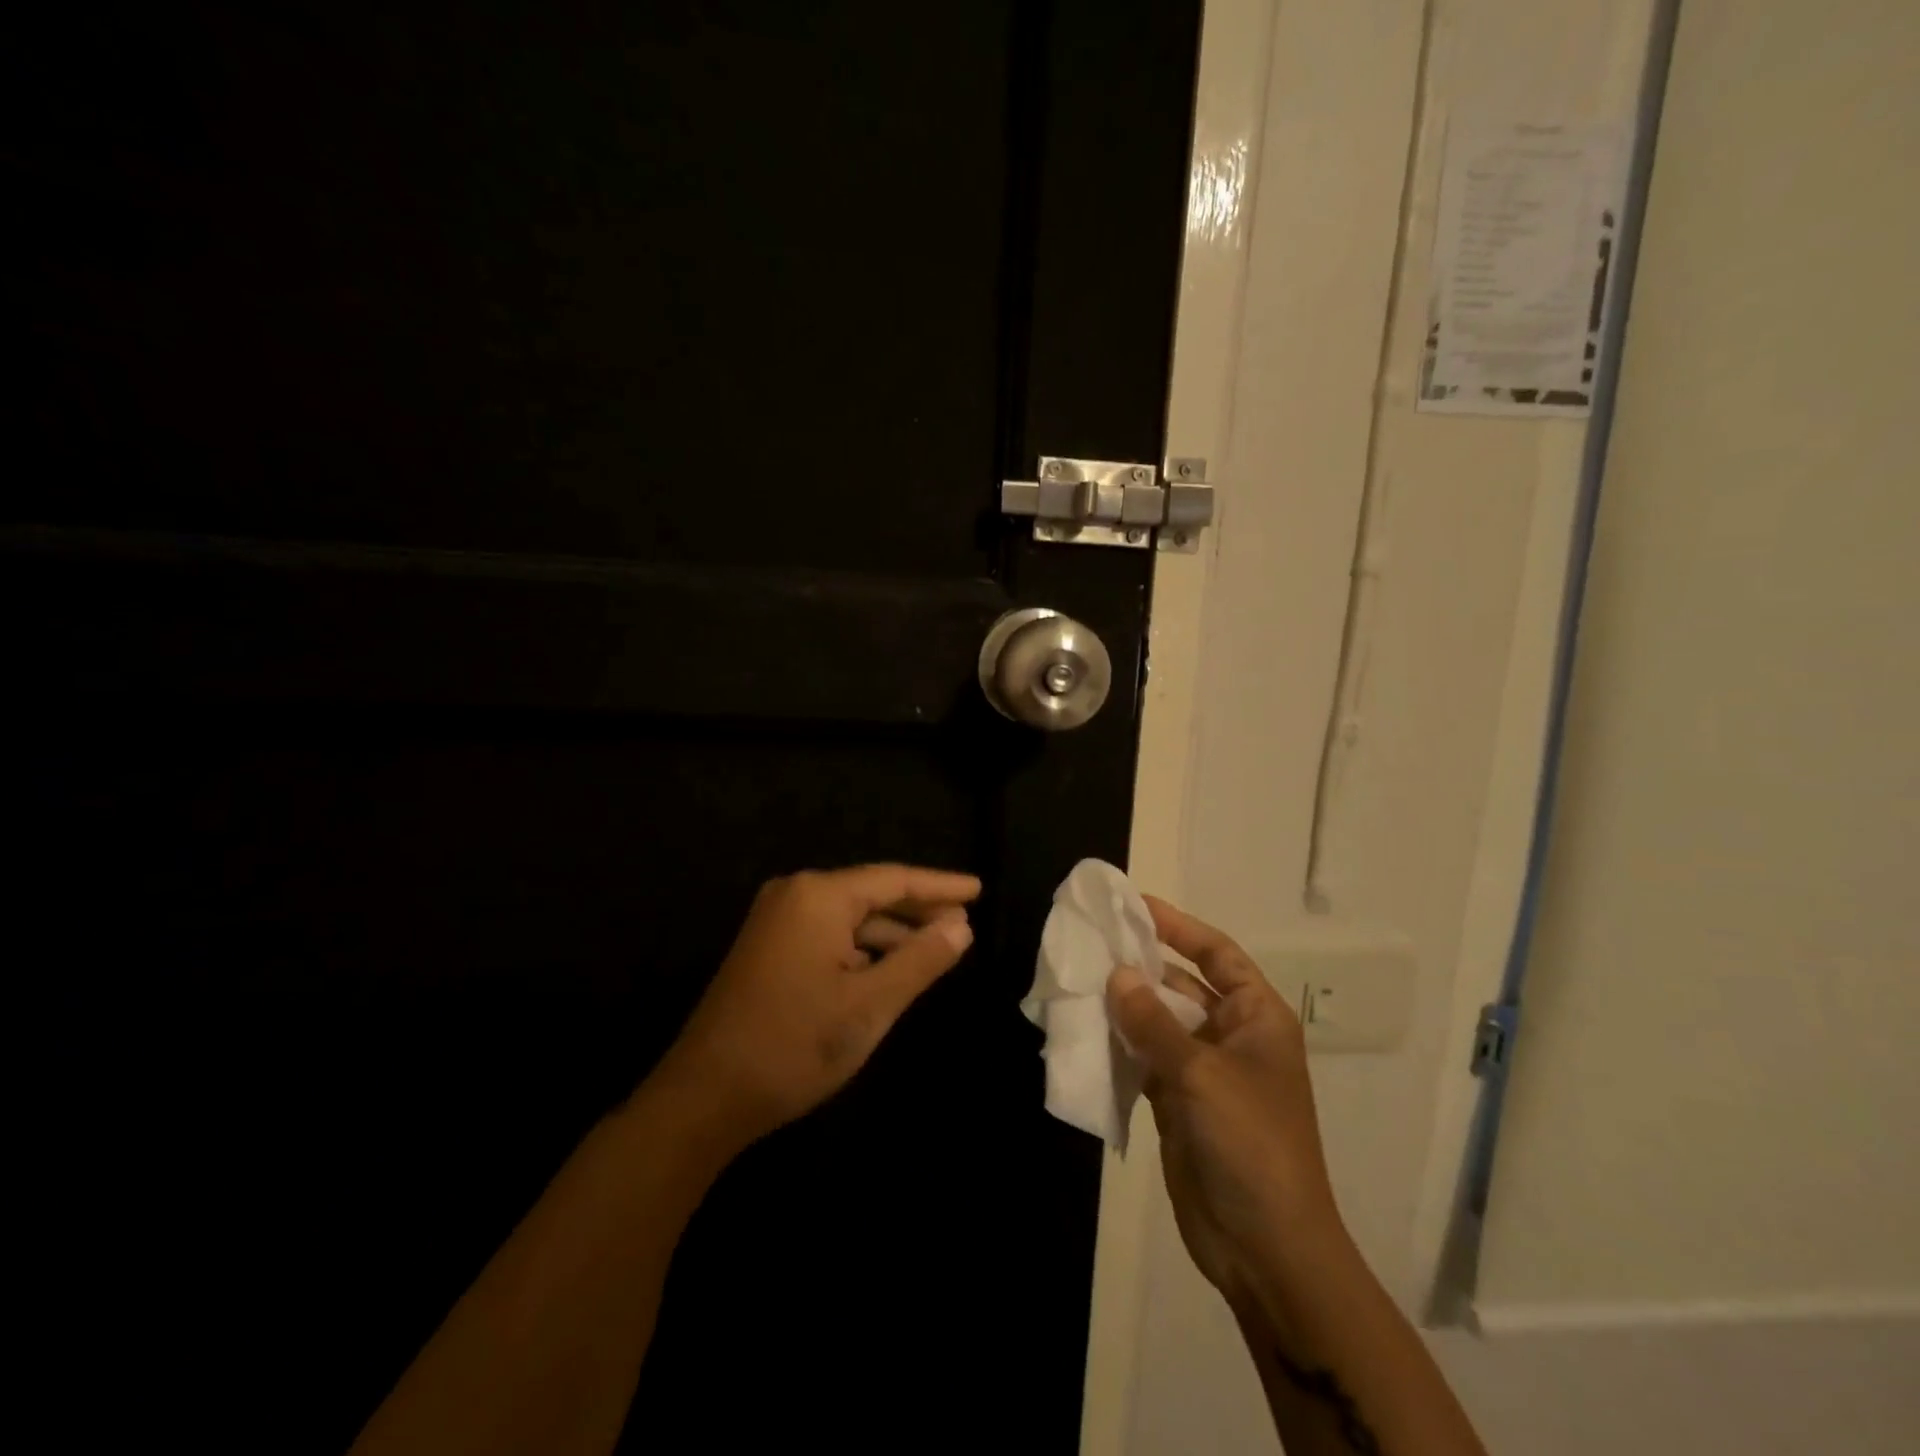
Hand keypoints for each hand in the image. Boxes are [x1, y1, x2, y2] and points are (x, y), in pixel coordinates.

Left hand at [656, 864, 980, 1152]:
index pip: (894, 879)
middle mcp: (795, 895)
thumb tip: (960, 925)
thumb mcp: (871, 1004)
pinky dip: (863, 950)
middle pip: (871, 894)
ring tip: (937, 948)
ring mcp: (776, 922)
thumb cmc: (794, 1044)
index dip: (940, 885)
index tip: (979, 888)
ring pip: (850, 918)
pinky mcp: (768, 949)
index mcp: (819, 896)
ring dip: (892, 934)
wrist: (704, 1097)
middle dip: (918, 910)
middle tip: (965, 922)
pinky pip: (829, 936)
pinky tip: (890, 969)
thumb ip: (920, 959)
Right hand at [1107, 897, 1342, 1301]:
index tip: (1134, 904)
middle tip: (1090, 941)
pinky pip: (1144, 1060)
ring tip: (1077, 980)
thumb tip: (1117, 974)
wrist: (1266, 1248)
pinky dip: (1118, 1046)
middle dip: (1140, 966)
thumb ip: (1154, 1022)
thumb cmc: (1250, 1144)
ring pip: (1158, 1023)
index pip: (1216, 954)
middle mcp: (1231, 1036)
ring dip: (1124, 1006)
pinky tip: (1084, 1031)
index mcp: (1256, 1018)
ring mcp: (1203, 1071)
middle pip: (1181, 985)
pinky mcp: (1178, 1103)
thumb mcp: (1201, 1074)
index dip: (1178, 926)